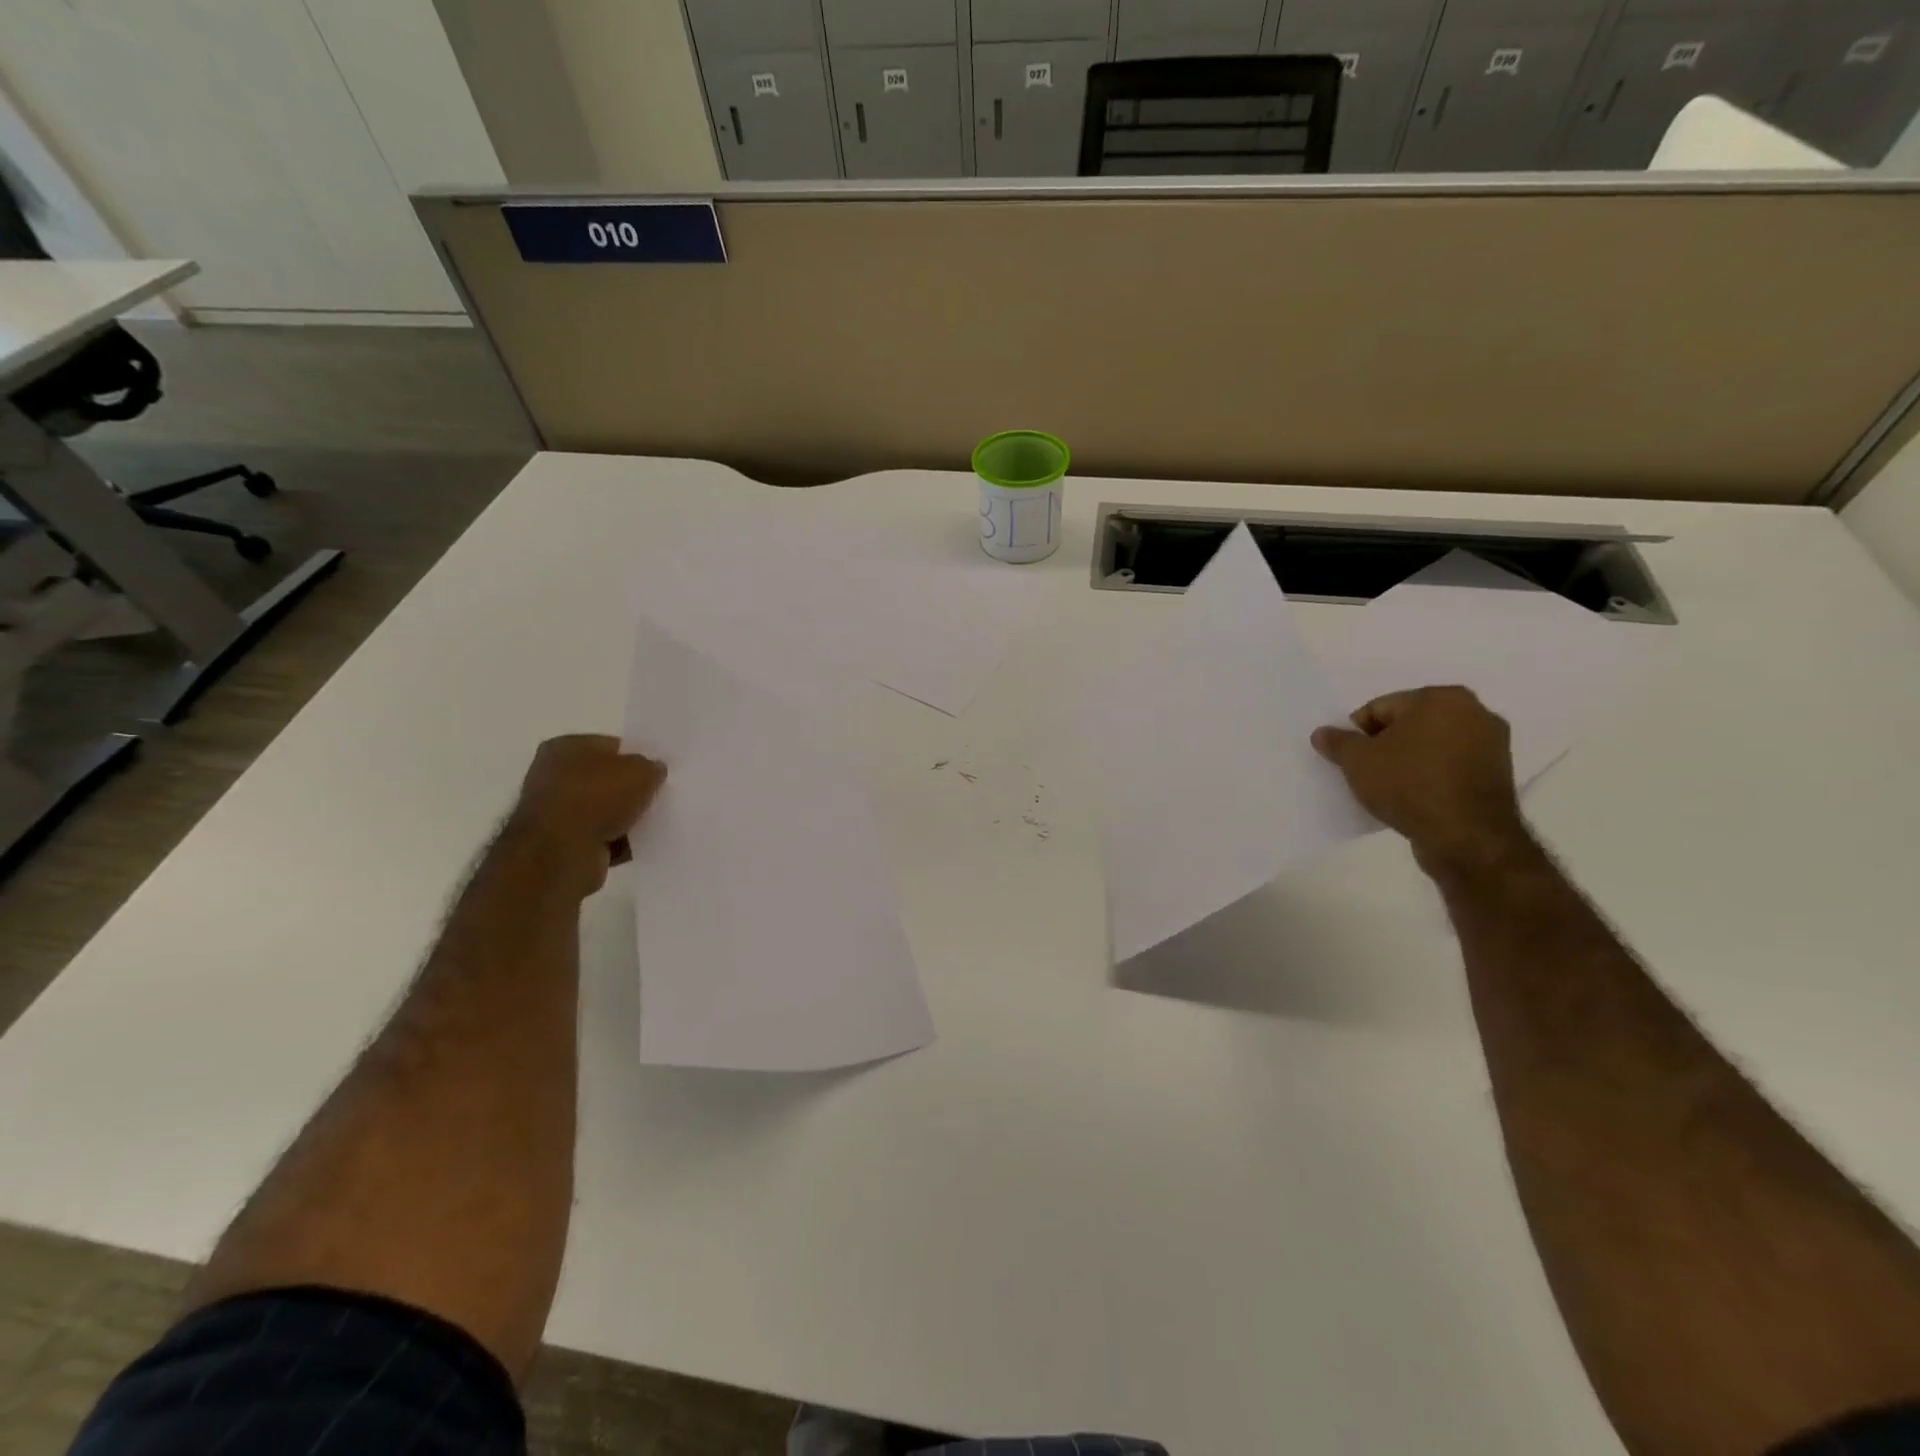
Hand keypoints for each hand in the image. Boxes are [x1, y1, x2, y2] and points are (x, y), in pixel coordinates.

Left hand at [507, 735, 665, 894]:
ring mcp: (551, 810)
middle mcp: (551, 773)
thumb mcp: (641, 771)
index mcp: (565, 746)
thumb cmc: (598, 797)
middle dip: (628, 789)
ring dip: (622, 817)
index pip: (610, 746)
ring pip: (601, 809)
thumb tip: (653, 771)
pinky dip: (614, 841)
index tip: (656, 772)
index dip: (635, 757)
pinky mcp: (557, 842)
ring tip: (647, 823)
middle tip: (654, 797)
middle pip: (604, 778)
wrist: (562, 852)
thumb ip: (652, 767)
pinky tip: (633, 845)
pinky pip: (596, 836)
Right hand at [1312, 687, 1530, 874]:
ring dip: (1410, 760)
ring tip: (1391, 788)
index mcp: (1441, 697)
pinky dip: (1432, 775)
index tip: (1350, 759)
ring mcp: (1493, 744)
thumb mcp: (1357, 761)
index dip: (1358, 733)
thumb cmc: (1408, 784)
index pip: (1381, 708)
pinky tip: (1416, 797)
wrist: (1465, 836)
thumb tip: (1322, 733)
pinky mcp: (1499, 774)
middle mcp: (1475, 711)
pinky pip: (1451, 767)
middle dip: (1386, 744)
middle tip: (1368, 772)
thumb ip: (1337, 742)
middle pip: (1410, 724)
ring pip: (1432, 745)